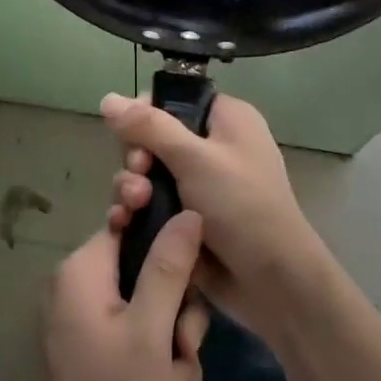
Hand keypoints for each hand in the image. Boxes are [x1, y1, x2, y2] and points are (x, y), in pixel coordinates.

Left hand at [6, 213, 210, 380]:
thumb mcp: (149, 333)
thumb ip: (170, 268)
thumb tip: (189, 212)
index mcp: (86, 268)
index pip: (136, 225)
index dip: (170, 250)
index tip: (188, 289)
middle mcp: (83, 287)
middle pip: (152, 278)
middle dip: (176, 328)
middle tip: (178, 360)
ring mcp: (89, 322)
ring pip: (154, 321)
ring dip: (171, 364)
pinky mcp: (97, 354)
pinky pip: (140, 350)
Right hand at [101, 92, 326, 339]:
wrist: (272, 282)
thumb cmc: (241, 206)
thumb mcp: (194, 158)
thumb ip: (149, 127)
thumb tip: (108, 98)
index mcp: (226, 120)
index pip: (174, 99)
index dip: (146, 113)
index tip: (130, 134)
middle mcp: (213, 146)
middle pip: (153, 137)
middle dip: (136, 157)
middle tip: (138, 173)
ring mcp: (199, 185)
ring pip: (147, 173)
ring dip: (131, 186)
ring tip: (132, 206)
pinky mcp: (186, 218)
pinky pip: (151, 203)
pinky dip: (136, 210)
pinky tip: (123, 221)